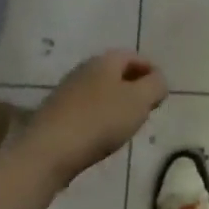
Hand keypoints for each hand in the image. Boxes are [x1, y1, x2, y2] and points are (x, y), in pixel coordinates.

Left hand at [18, 50, 167, 180]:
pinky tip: (102, 135)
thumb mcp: (139, 101)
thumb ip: (156, 86)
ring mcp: (66, 91)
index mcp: (105, 61)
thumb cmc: (100, 120)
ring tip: (127, 125)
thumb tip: (158, 80)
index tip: (161, 92)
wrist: (48, 151)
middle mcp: (84, 69)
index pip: (134, 57)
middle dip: (134, 87)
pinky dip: (99, 117)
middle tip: (147, 108)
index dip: (151, 71)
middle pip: (116, 73)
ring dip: (116, 103)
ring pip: (100, 91)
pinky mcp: (55, 114)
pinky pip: (86, 109)